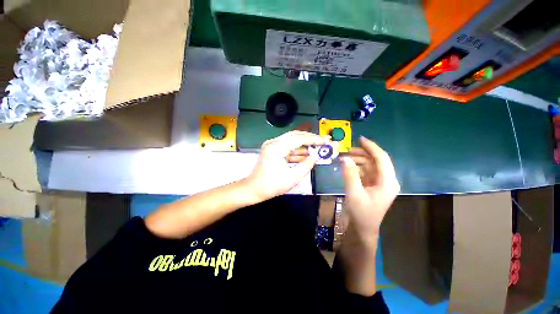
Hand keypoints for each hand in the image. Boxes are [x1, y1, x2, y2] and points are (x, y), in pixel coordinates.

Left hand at [245, 131, 329, 200]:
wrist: (253, 189)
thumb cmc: (271, 186)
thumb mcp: (292, 178)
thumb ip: (306, 165)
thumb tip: (316, 155)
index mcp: (276, 148)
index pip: (299, 139)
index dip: (314, 139)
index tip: (326, 140)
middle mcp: (273, 142)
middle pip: (295, 136)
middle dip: (310, 139)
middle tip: (323, 141)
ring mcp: (272, 146)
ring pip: (292, 141)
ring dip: (304, 145)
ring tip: (318, 149)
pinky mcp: (273, 150)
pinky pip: (288, 148)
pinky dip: (297, 151)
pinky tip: (307, 155)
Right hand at [341, 137, 399, 237]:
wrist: (363, 228)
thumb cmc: (361, 213)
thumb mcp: (353, 192)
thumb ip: (349, 174)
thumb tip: (345, 158)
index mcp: (388, 182)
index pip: (382, 159)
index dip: (371, 147)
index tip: (360, 139)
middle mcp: (387, 180)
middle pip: (376, 161)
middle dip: (362, 153)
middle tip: (347, 150)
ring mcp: (381, 183)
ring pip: (371, 165)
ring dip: (359, 160)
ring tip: (345, 158)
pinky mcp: (374, 185)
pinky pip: (367, 172)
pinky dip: (358, 167)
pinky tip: (348, 166)